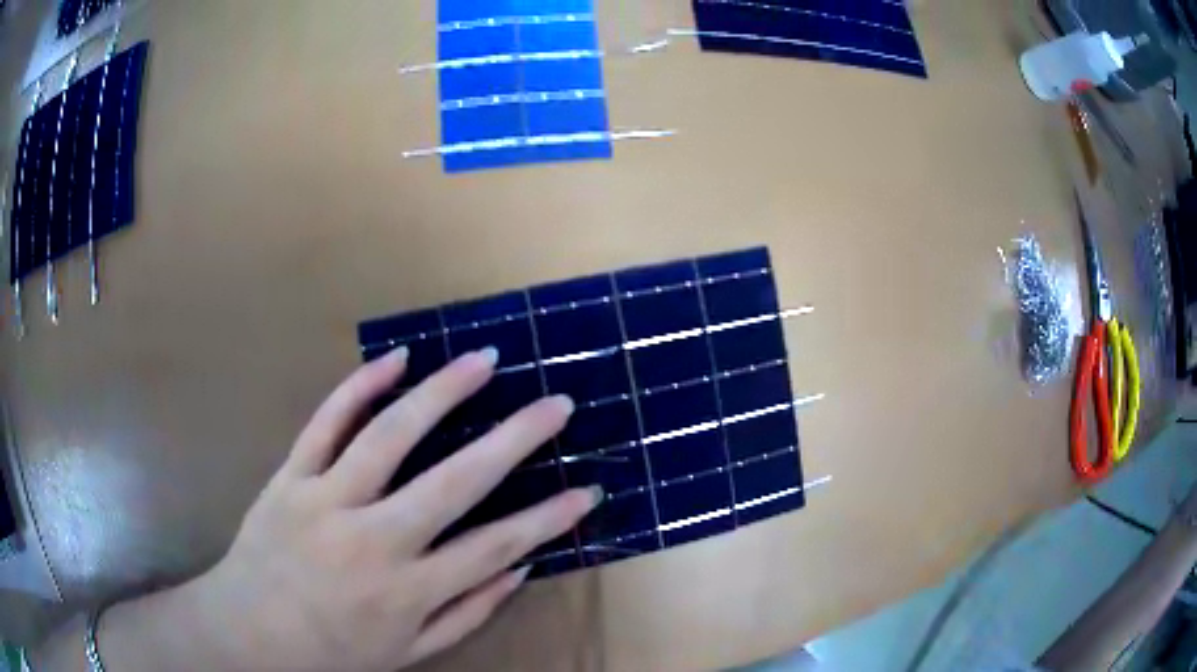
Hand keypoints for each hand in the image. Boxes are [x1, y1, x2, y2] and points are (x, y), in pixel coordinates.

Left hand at [177, 347, 600, 670]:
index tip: (586, 491)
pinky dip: (360, 386)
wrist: (250, 631)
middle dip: (515, 440)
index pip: (495, 549)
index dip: (547, 520)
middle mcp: (372, 541)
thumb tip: (520, 568)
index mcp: (407, 592)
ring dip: (442, 393)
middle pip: (454, 482)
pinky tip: (396, 359)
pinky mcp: (290, 476)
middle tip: (556, 405)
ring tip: (484, 361)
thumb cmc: (335, 650)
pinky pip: (325, 422)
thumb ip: (468, 612)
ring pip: (389, 435)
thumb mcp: (411, 652)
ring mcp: (326, 500)